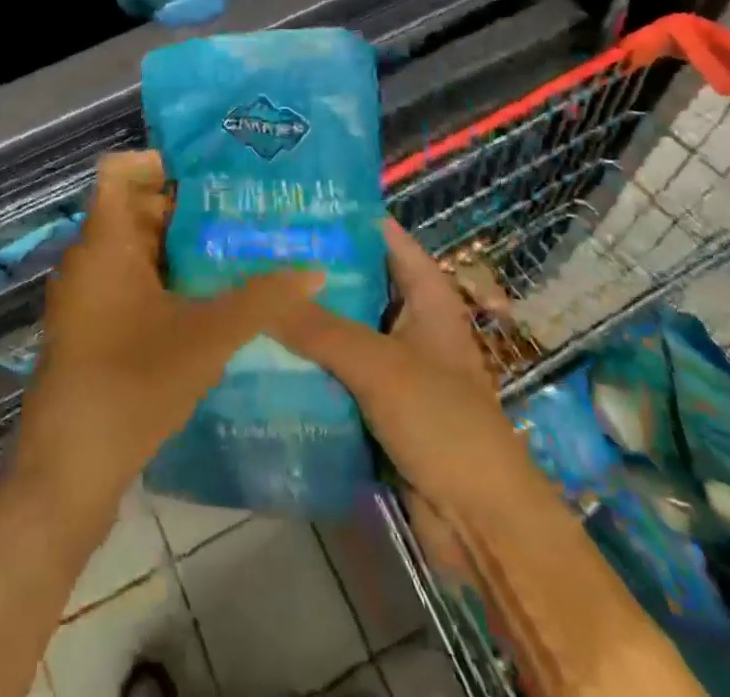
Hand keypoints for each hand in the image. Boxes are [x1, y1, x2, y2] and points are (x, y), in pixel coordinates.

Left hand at [7, 151, 322, 527]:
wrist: (69, 470)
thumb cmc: (133, 384)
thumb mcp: (208, 338)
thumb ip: (262, 300)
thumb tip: (315, 270)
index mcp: (105, 242)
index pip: (121, 171)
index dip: (161, 162)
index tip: (211, 172)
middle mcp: (89, 258)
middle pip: (134, 208)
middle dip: (185, 206)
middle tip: (240, 208)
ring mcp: (86, 294)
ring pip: (134, 247)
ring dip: (178, 245)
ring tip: (235, 246)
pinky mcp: (91, 325)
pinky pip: (128, 279)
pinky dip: (163, 276)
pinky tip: (206, 296)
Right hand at [273, 219, 521, 516]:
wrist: (481, 524)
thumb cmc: (442, 422)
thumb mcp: (378, 365)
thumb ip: (318, 328)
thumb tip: (260, 296)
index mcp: (427, 295)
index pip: (382, 237)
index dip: (342, 218)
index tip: (290, 205)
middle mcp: (411, 321)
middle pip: (357, 281)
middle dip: (311, 270)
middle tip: (254, 249)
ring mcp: (396, 364)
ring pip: (343, 327)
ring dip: (305, 318)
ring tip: (249, 293)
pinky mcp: (380, 403)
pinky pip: (338, 370)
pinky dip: (309, 361)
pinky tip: (264, 350)